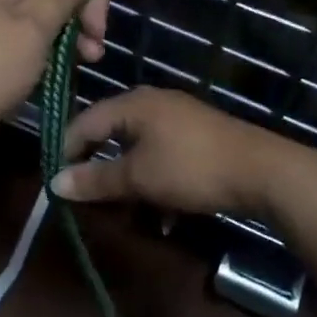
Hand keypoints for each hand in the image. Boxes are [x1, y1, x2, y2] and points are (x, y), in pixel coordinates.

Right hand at [53, 87, 300, 219]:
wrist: (262, 171)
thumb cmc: (190, 168)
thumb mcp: (138, 178)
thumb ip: (95, 180)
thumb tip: (54, 183)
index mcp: (132, 103)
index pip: (84, 121)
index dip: (66, 151)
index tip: (57, 183)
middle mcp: (151, 102)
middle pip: (110, 132)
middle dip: (98, 167)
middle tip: (86, 198)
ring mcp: (177, 117)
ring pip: (137, 147)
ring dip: (127, 179)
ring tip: (124, 211)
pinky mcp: (197, 135)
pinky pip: (162, 155)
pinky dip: (154, 179)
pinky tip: (163, 214)